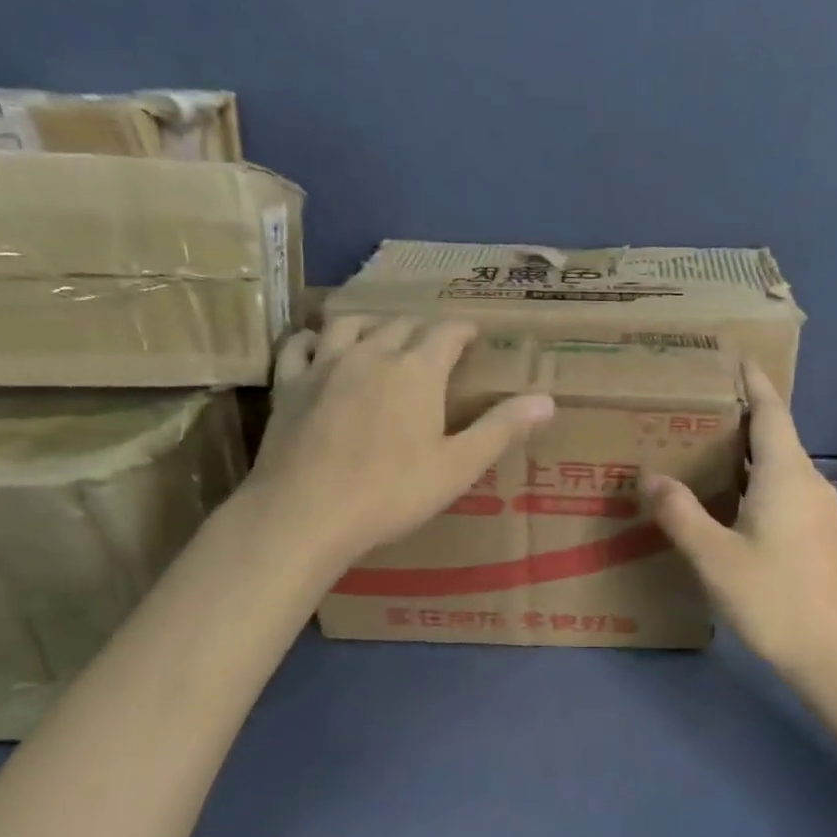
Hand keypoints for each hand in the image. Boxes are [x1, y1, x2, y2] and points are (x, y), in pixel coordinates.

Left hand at [238, 317, 554, 568]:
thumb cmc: (391, 493)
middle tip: (433, 343)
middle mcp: (372, 353)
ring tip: (381, 335)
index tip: (472, 334)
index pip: (446, 332)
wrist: (306, 512)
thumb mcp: (457, 467)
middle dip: (422, 328)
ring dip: (372, 323)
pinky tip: (319, 346)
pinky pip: (300, 345)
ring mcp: (325, 365)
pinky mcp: (289, 384)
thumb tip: (547, 400)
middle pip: (401, 324)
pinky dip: (314, 339)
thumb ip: (501, 429)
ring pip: (350, 323)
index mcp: (418, 370)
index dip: (462, 330)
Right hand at [646, 364, 836, 677]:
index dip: (753, 382)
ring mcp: (819, 508)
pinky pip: (784, 488)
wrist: (834, 653)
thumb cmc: (774, 597)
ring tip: (701, 447)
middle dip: (739, 415)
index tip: (734, 357)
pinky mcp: (820, 532)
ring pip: (779, 464)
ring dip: (746, 451)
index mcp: (787, 474)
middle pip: (775, 434)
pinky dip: (755, 479)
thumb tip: (650, 476)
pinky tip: (728, 497)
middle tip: (693, 406)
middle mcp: (809, 481)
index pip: (771, 411)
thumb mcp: (714, 556)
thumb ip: (680, 513)